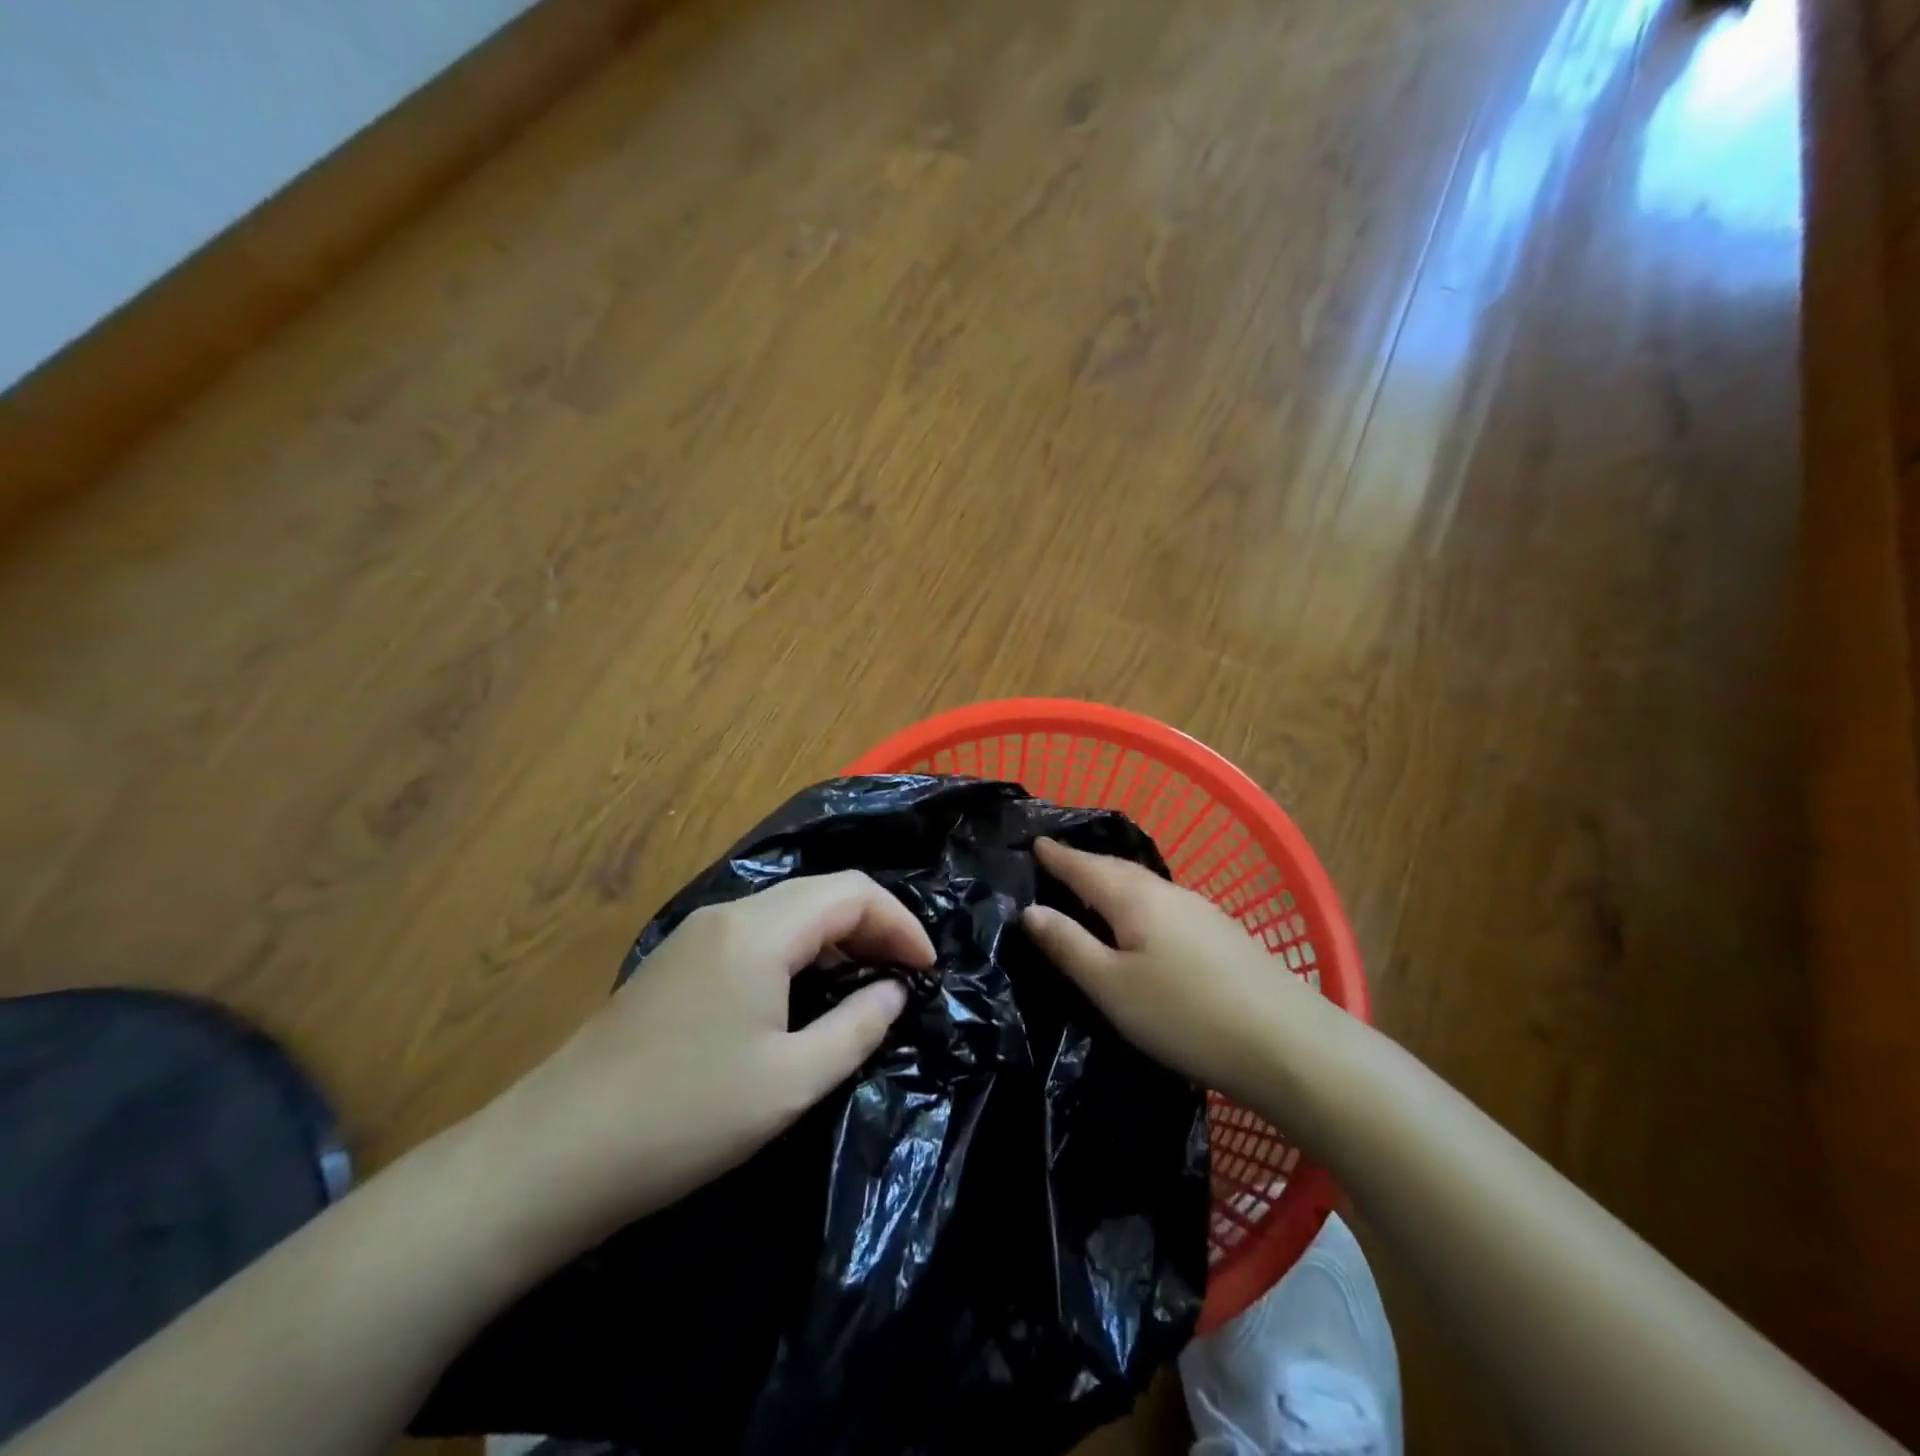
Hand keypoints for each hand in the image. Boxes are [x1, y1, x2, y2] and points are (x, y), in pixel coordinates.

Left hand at [486, 871, 932, 1248]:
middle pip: (820, 893)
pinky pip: (757, 935)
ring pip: (788, 911)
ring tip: (866, 983)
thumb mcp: (791, 1081)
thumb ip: (857, 1027)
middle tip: (905, 976)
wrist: (552, 1156)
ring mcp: (697, 936)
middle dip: (873, 926)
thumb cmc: (685, 1117)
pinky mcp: (678, 963)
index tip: (928, 969)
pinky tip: (805, 994)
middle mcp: (727, 914)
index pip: (852, 892)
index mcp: (759, 930)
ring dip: (836, 937)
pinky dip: (800, 951)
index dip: (900, 923)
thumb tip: (895, 992)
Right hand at [1022, 837, 1333, 1110]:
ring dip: (1114, 882)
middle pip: (1117, 870)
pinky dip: (1139, 902)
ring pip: (1145, 886)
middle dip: (1085, 864)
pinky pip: (1165, 904)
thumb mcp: (1112, 987)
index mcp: (1135, 898)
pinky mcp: (1223, 935)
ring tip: (1093, 891)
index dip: (1058, 856)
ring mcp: (1202, 912)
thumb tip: (1030, 910)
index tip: (1035, 842)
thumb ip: (1068, 946)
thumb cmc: (1185, 1015)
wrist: (1288, 1044)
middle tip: (1057, 863)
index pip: (1085, 866)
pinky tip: (1143, 922)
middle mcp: (1169, 893)